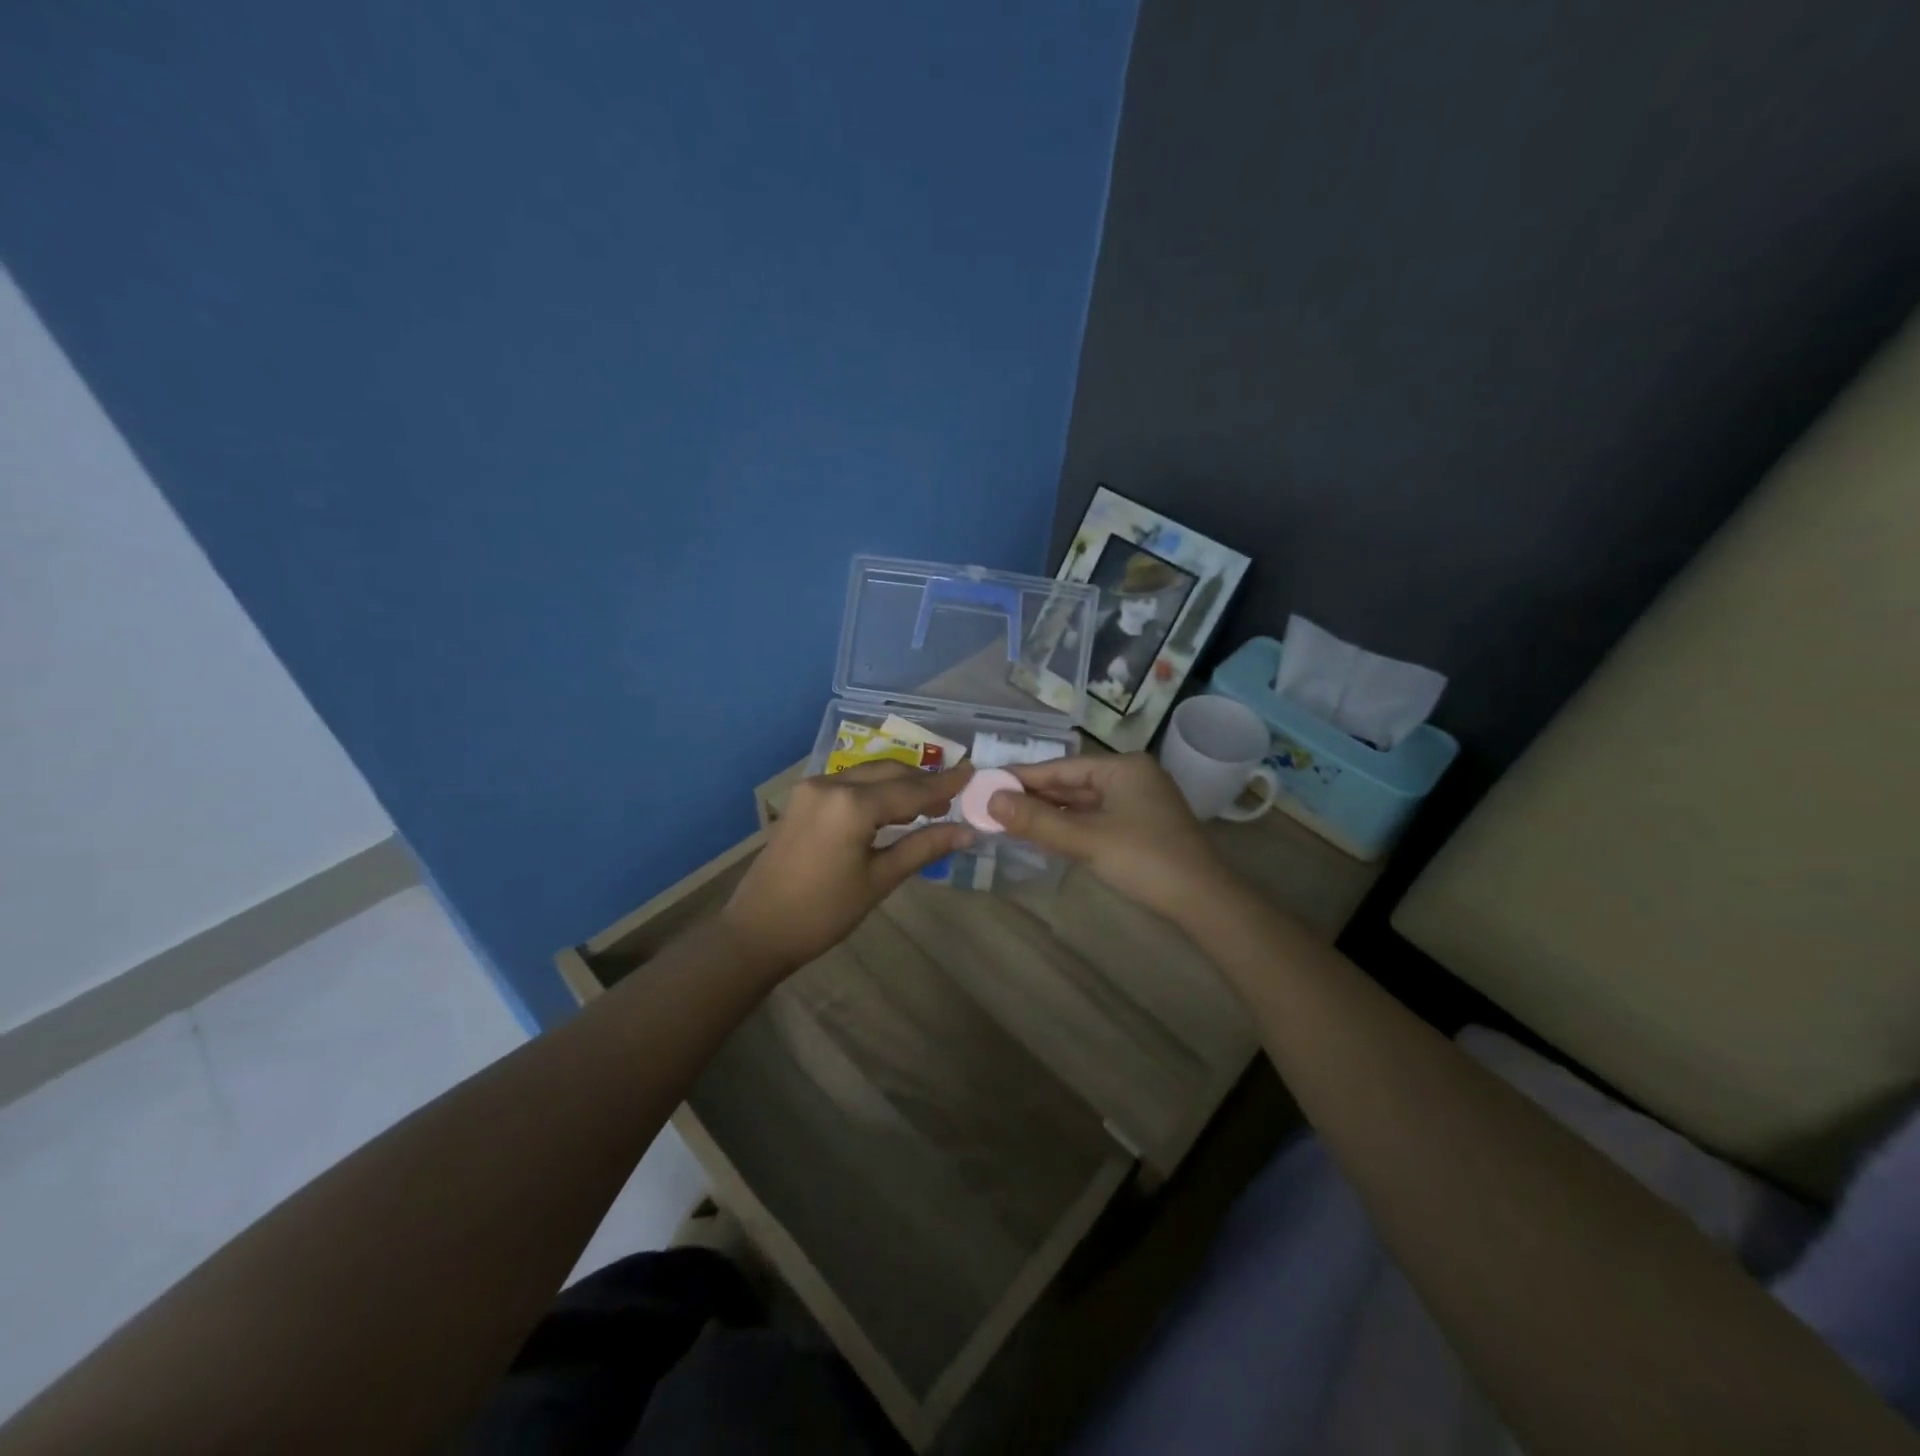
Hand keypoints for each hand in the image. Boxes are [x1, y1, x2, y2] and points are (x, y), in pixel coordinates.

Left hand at [721, 761, 973, 974]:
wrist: (758, 929)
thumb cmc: (823, 913)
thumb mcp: (879, 881)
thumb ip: (924, 848)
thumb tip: (967, 831)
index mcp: (852, 805)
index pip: (911, 789)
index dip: (945, 784)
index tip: (974, 773)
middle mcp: (832, 783)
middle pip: (890, 772)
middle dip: (923, 781)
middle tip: (954, 794)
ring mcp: (813, 788)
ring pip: (869, 773)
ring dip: (899, 783)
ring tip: (929, 804)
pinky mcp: (803, 798)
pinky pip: (850, 782)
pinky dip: (875, 789)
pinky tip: (892, 807)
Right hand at [987, 753, 1234, 925]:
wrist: (1204, 901)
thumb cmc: (1145, 861)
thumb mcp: (1087, 840)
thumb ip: (1038, 820)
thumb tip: (990, 800)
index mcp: (1122, 767)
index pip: (1061, 767)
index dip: (1022, 777)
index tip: (986, 782)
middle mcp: (1130, 776)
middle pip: (1071, 783)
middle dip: (1033, 797)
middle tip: (990, 805)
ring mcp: (1138, 801)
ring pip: (1082, 802)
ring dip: (1050, 813)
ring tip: (1008, 820)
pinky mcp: (1140, 825)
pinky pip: (1095, 817)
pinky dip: (1070, 825)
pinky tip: (1044, 833)